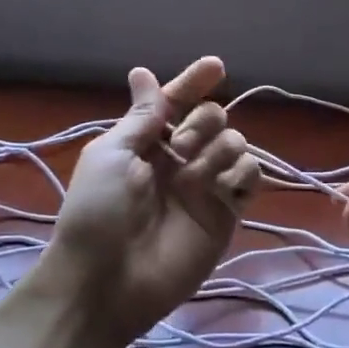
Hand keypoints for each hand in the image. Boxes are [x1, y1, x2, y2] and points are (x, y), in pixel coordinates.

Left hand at [42, 57, 261, 345]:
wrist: (107, 281)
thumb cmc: (98, 211)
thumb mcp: (111, 154)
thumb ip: (141, 115)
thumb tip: (142, 71)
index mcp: (147, 142)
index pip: (176, 103)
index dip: (194, 83)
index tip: (215, 66)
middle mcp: (179, 160)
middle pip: (213, 118)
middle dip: (203, 122)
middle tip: (180, 149)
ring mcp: (205, 187)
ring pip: (236, 144)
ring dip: (220, 149)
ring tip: (195, 178)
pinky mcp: (226, 215)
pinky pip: (250, 179)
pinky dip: (244, 173)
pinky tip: (224, 185)